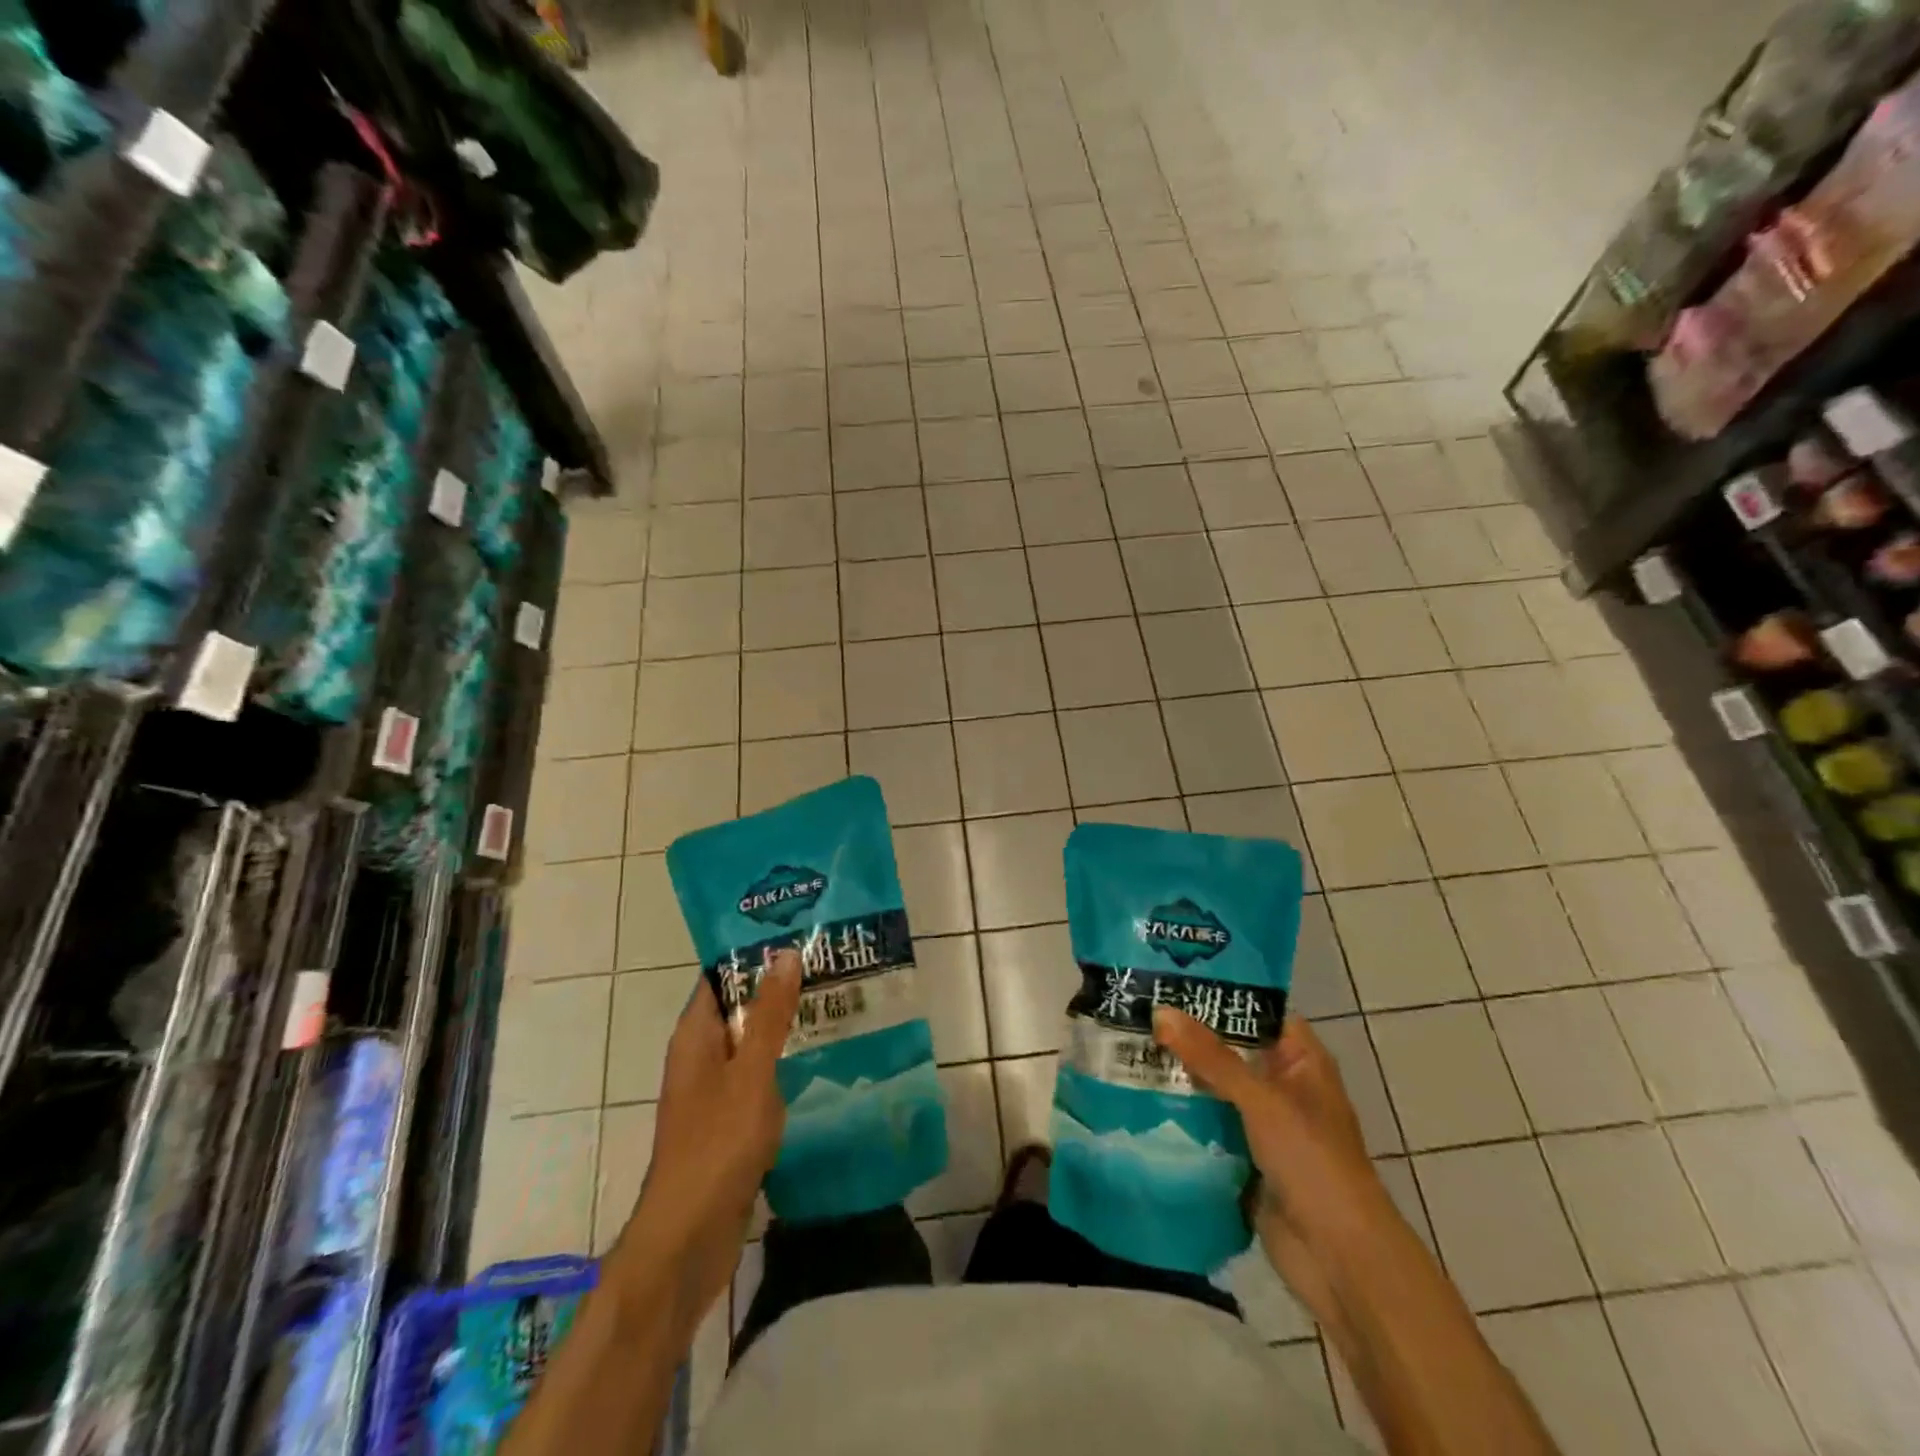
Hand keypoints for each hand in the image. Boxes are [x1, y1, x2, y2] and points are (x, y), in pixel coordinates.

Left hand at [616, 949, 801, 1330]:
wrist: (688, 1238)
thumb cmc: (717, 1144)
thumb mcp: (750, 1072)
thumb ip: (769, 1014)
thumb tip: (784, 954)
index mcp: (694, 1037)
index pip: (721, 977)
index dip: (754, 954)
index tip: (799, 937)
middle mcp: (700, 1058)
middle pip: (739, 1009)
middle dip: (779, 989)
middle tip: (830, 968)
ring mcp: (713, 1093)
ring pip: (751, 1046)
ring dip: (785, 1028)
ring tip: (835, 1005)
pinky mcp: (729, 1124)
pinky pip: (758, 1080)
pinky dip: (784, 1066)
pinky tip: (821, 1061)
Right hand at [1152, 1010, 1394, 1318]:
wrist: (1340, 1261)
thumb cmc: (1314, 1163)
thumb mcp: (1262, 1100)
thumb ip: (1211, 1057)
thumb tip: (1160, 1011)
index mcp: (1301, 1061)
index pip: (1256, 1011)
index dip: (1219, 994)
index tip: (1170, 978)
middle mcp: (1282, 1085)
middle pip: (1229, 1049)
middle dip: (1187, 1035)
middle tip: (1136, 1009)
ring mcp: (1263, 1124)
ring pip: (1214, 1088)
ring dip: (1179, 1075)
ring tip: (1126, 1046)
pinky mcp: (1244, 1158)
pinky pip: (1207, 1125)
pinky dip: (1181, 1114)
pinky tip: (1138, 1097)